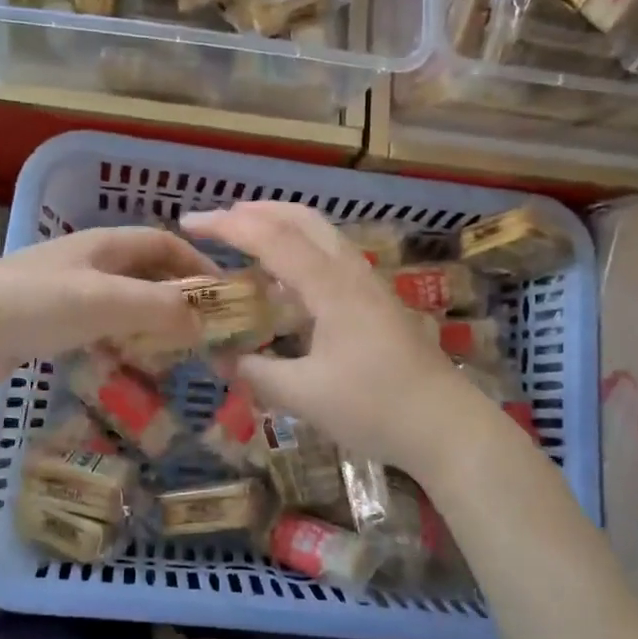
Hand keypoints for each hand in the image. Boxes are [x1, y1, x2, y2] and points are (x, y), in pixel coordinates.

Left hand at [0, 225, 214, 389]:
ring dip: (147, 318)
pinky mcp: (44, 320)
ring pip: (120, 299)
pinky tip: (123, 360)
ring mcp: (62, 290)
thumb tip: (205, 323)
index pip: (163, 242)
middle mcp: (85, 260)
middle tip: (201, 327)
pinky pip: (95, 323)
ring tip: (171, 348)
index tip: (223, 294)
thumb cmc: (39, 305)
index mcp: (103, 244)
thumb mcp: (108, 302)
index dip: (196, 263)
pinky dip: (118, 337)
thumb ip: (161, 309)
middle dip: (175, 293)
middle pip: (143, 270)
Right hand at [181, 202, 496, 481]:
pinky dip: (300, 251)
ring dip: (281, 227)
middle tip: (218, 221)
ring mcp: (369, 285)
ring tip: (246, 241)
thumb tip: (222, 359)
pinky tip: (286, 282)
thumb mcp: (306, 396)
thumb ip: (258, 373)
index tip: (189, 222)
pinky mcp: (378, 302)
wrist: (447, 427)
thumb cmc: (376, 408)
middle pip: (302, 219)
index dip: (227, 226)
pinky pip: (331, 258)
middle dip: (256, 211)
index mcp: (331, 287)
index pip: (272, 238)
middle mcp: (351, 273)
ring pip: (321, 235)